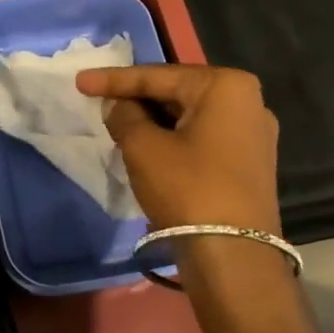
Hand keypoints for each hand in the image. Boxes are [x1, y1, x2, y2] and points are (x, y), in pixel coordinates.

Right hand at [75, 65, 281, 235]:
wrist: (233, 256)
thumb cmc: (188, 188)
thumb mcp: (144, 147)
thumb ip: (124, 116)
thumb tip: (117, 106)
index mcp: (226, 86)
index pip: (158, 76)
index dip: (114, 80)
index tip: (80, 81)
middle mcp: (248, 102)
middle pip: (177, 93)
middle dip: (137, 99)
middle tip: (100, 102)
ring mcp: (253, 135)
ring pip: (189, 117)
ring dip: (153, 121)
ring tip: (118, 124)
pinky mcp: (249, 163)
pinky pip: (202, 138)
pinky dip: (173, 139)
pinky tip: (148, 147)